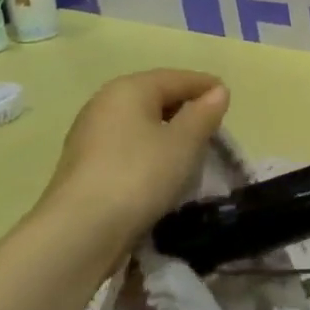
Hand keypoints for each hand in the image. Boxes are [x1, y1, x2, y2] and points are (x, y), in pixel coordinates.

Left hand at [27, 69, 230, 249]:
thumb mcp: (184, 143)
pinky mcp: (85, 165)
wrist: (80, 231)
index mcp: (129, 88)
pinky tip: (162, 169)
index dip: (205, 86)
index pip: (176, 78)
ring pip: (139, 123)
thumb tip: (218, 91)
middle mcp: (105, 103)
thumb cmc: (139, 174)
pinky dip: (149, 149)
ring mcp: (90, 134)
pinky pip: (127, 145)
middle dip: (186, 108)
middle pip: (155, 97)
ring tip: (193, 149)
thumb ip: (204, 114)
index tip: (229, 98)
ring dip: (167, 131)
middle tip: (214, 126)